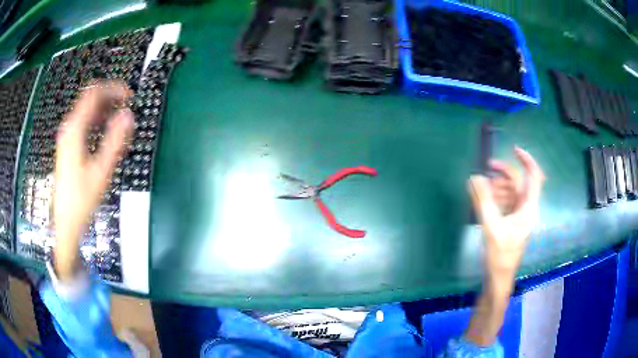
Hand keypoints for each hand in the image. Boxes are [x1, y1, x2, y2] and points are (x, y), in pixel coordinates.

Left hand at [53, 81, 133, 280]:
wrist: (65, 223)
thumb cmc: (81, 200)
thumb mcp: (101, 171)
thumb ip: (115, 141)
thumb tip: (128, 115)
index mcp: (74, 130)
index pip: (93, 94)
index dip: (113, 89)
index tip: (129, 95)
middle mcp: (68, 128)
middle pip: (89, 98)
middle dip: (109, 96)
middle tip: (126, 103)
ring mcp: (66, 137)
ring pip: (85, 110)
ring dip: (103, 108)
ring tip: (119, 115)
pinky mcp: (67, 146)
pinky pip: (83, 122)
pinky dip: (96, 119)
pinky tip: (105, 129)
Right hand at [465, 147, 543, 346]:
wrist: (498, 278)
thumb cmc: (500, 255)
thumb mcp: (490, 227)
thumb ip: (483, 201)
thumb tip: (475, 177)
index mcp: (528, 209)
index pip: (534, 177)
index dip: (527, 161)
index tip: (513, 149)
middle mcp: (526, 209)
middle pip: (518, 183)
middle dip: (503, 174)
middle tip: (485, 168)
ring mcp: (518, 216)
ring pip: (510, 193)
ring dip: (496, 187)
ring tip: (479, 189)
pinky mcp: (510, 223)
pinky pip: (504, 203)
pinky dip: (494, 198)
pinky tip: (482, 200)